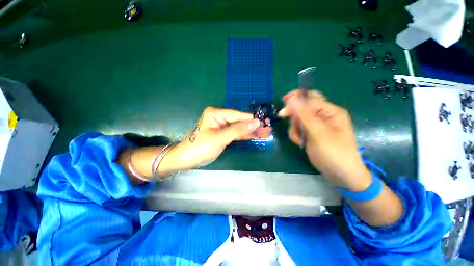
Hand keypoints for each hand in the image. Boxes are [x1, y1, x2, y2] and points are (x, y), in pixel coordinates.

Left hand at [165, 107, 271, 170]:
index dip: (252, 120)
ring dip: (251, 131)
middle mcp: (220, 117)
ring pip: (239, 127)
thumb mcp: (220, 138)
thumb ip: (238, 130)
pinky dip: (244, 135)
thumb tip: (255, 122)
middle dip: (253, 126)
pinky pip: (235, 133)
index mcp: (217, 113)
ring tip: (265, 133)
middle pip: (240, 121)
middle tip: (268, 129)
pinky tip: (255, 135)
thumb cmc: (200, 147)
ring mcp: (221, 125)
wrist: (187, 159)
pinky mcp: (222, 134)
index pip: (238, 115)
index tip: (266, 123)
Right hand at [279, 89, 370, 190]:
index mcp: (330, 112)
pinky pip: (298, 129)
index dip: (296, 98)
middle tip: (293, 128)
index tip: (283, 102)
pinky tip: (301, 144)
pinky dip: (296, 135)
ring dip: (295, 129)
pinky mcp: (311, 134)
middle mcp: (323, 116)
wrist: (340, 175)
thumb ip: (304, 115)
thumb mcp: (318, 133)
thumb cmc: (334, 153)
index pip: (310, 98)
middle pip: (302, 109)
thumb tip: (292, 98)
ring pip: (298, 120)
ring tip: (300, 141)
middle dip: (295, 118)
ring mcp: (317, 126)